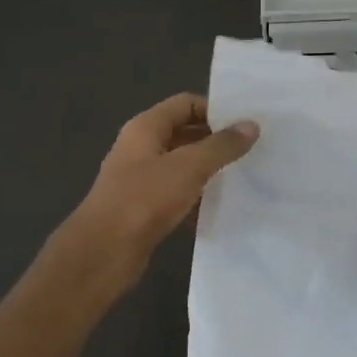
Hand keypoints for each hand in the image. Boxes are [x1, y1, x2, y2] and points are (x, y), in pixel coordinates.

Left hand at [62, 92, 259, 291]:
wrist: (104, 253)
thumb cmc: (144, 199)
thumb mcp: (189, 167)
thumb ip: (221, 145)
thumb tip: (251, 125)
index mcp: (146, 128)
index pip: (185, 104)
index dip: (215, 110)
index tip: (245, 124)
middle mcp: (141, 148)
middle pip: (185, 133)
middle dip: (216, 141)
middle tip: (252, 150)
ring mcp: (141, 179)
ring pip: (183, 166)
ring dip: (209, 171)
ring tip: (244, 176)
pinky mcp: (145, 209)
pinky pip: (177, 195)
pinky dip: (197, 198)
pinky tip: (222, 207)